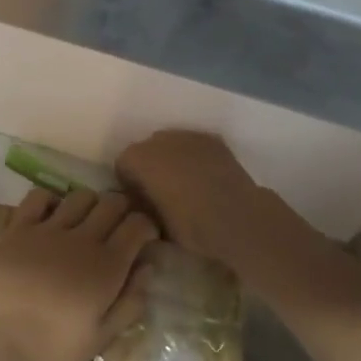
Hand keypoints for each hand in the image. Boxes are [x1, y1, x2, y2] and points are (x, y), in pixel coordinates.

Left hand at [0, 189, 156, 360]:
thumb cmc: (49, 352)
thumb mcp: (99, 339)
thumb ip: (129, 303)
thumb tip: (148, 269)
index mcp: (107, 267)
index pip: (138, 225)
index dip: (146, 226)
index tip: (144, 240)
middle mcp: (82, 239)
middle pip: (112, 203)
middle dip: (122, 210)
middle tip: (117, 229)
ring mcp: (47, 229)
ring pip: (80, 196)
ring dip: (90, 204)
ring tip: (85, 223)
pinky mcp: (17, 228)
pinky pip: (38, 197)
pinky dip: (50, 200)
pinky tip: (50, 218)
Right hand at [115, 130, 271, 263]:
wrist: (238, 218)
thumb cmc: (190, 224)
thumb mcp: (154, 223)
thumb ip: (141, 206)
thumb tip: (139, 203)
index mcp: (139, 158)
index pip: (122, 165)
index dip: (129, 184)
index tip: (140, 201)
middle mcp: (159, 139)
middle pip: (145, 150)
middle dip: (149, 168)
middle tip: (161, 192)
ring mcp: (188, 135)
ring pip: (170, 145)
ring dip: (171, 160)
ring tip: (185, 184)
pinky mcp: (212, 140)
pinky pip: (193, 146)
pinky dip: (193, 157)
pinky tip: (204, 177)